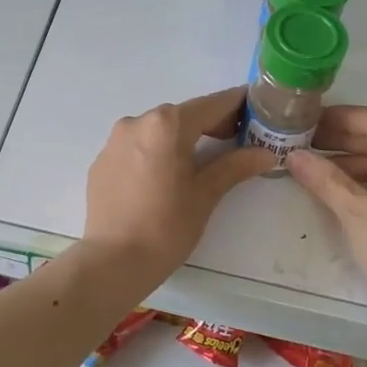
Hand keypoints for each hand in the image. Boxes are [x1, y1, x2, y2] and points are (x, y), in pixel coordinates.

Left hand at [82, 88, 276, 288]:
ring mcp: (114, 141)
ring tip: (198, 161)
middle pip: (182, 116)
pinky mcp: (101, 162)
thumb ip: (235, 166)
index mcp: (167, 124)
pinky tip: (163, 178)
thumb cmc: (167, 226)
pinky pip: (135, 148)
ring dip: (179, 138)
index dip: (235, 104)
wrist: (113, 261)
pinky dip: (154, 153)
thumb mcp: (206, 194)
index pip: (210, 105)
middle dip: (209, 124)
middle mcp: (137, 122)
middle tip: (235, 139)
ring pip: (156, 130)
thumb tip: (265, 153)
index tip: (255, 106)